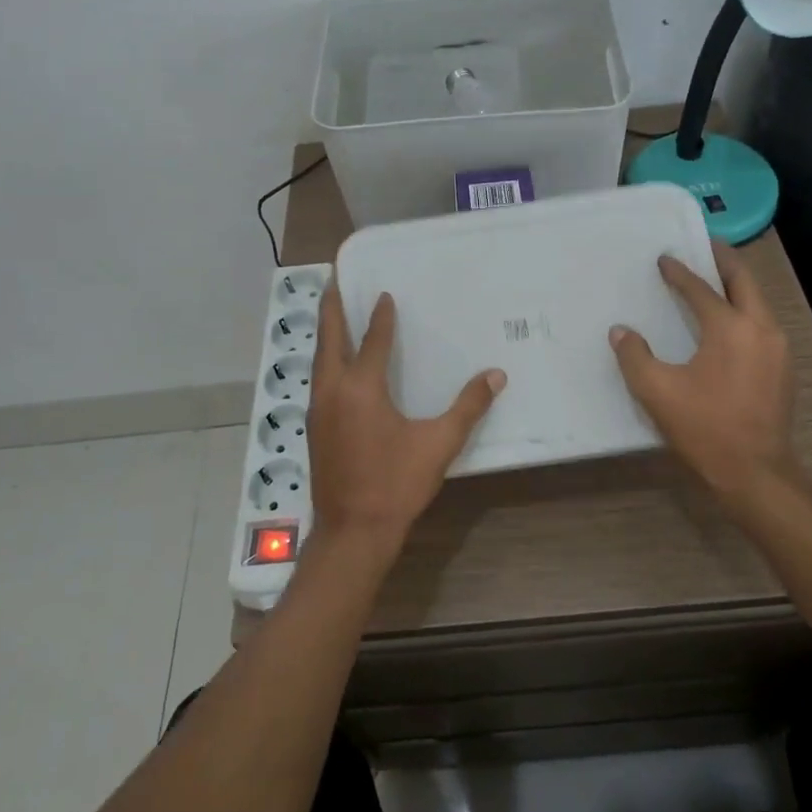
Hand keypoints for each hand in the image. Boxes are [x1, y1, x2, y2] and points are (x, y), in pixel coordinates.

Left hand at [307, 283, 505, 558]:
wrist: (353, 531)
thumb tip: (496, 375)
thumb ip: (468, 407)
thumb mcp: (438, 444)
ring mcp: (318, 410)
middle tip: (334, 279)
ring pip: (319, 360)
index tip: (384, 294)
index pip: (372, 339)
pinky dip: (326, 360)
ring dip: (327, 334)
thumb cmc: (396, 484)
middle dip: (331, 307)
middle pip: (329, 338)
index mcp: (361, 387)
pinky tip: (336, 366)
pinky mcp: (315, 428)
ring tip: (334, 314)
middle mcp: (333, 390)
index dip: (380, 316)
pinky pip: (319, 380)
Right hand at [609, 241, 796, 506]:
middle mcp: (761, 328)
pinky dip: (745, 310)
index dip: (679, 273)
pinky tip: (728, 322)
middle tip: (704, 247)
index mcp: (730, 328)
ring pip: (758, 301)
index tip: (665, 259)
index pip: (701, 289)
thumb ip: (634, 357)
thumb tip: (621, 331)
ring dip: (737, 286)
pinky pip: (763, 323)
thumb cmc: (705, 429)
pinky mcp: (783, 368)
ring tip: (715, 280)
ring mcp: (778, 348)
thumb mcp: (657, 393)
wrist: (756, 473)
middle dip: (724, 260)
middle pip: (744, 281)